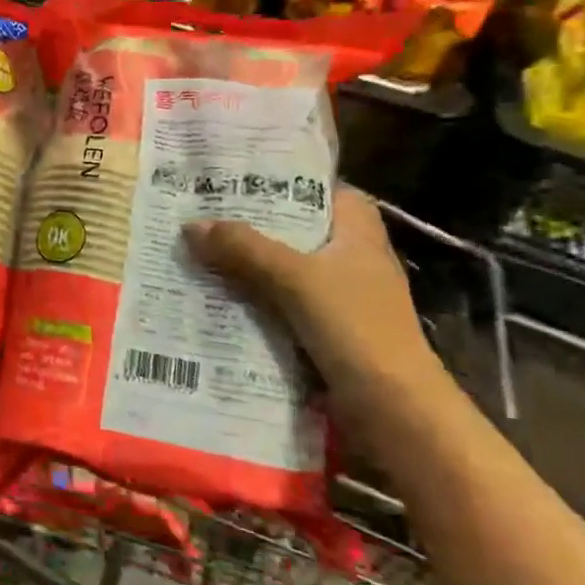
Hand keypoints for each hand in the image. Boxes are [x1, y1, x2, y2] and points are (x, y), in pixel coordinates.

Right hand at [185, 188, 451, 430]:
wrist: (394, 409)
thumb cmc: (356, 327)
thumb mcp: (294, 278)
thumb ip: (243, 248)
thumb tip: (191, 225)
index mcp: (358, 233)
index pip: (325, 189)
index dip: (288, 179)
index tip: (240, 174)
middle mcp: (350, 258)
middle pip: (295, 229)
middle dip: (251, 223)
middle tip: (200, 211)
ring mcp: (338, 296)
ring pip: (283, 268)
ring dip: (245, 264)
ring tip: (194, 251)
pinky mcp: (324, 330)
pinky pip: (279, 303)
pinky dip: (251, 299)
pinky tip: (213, 297)